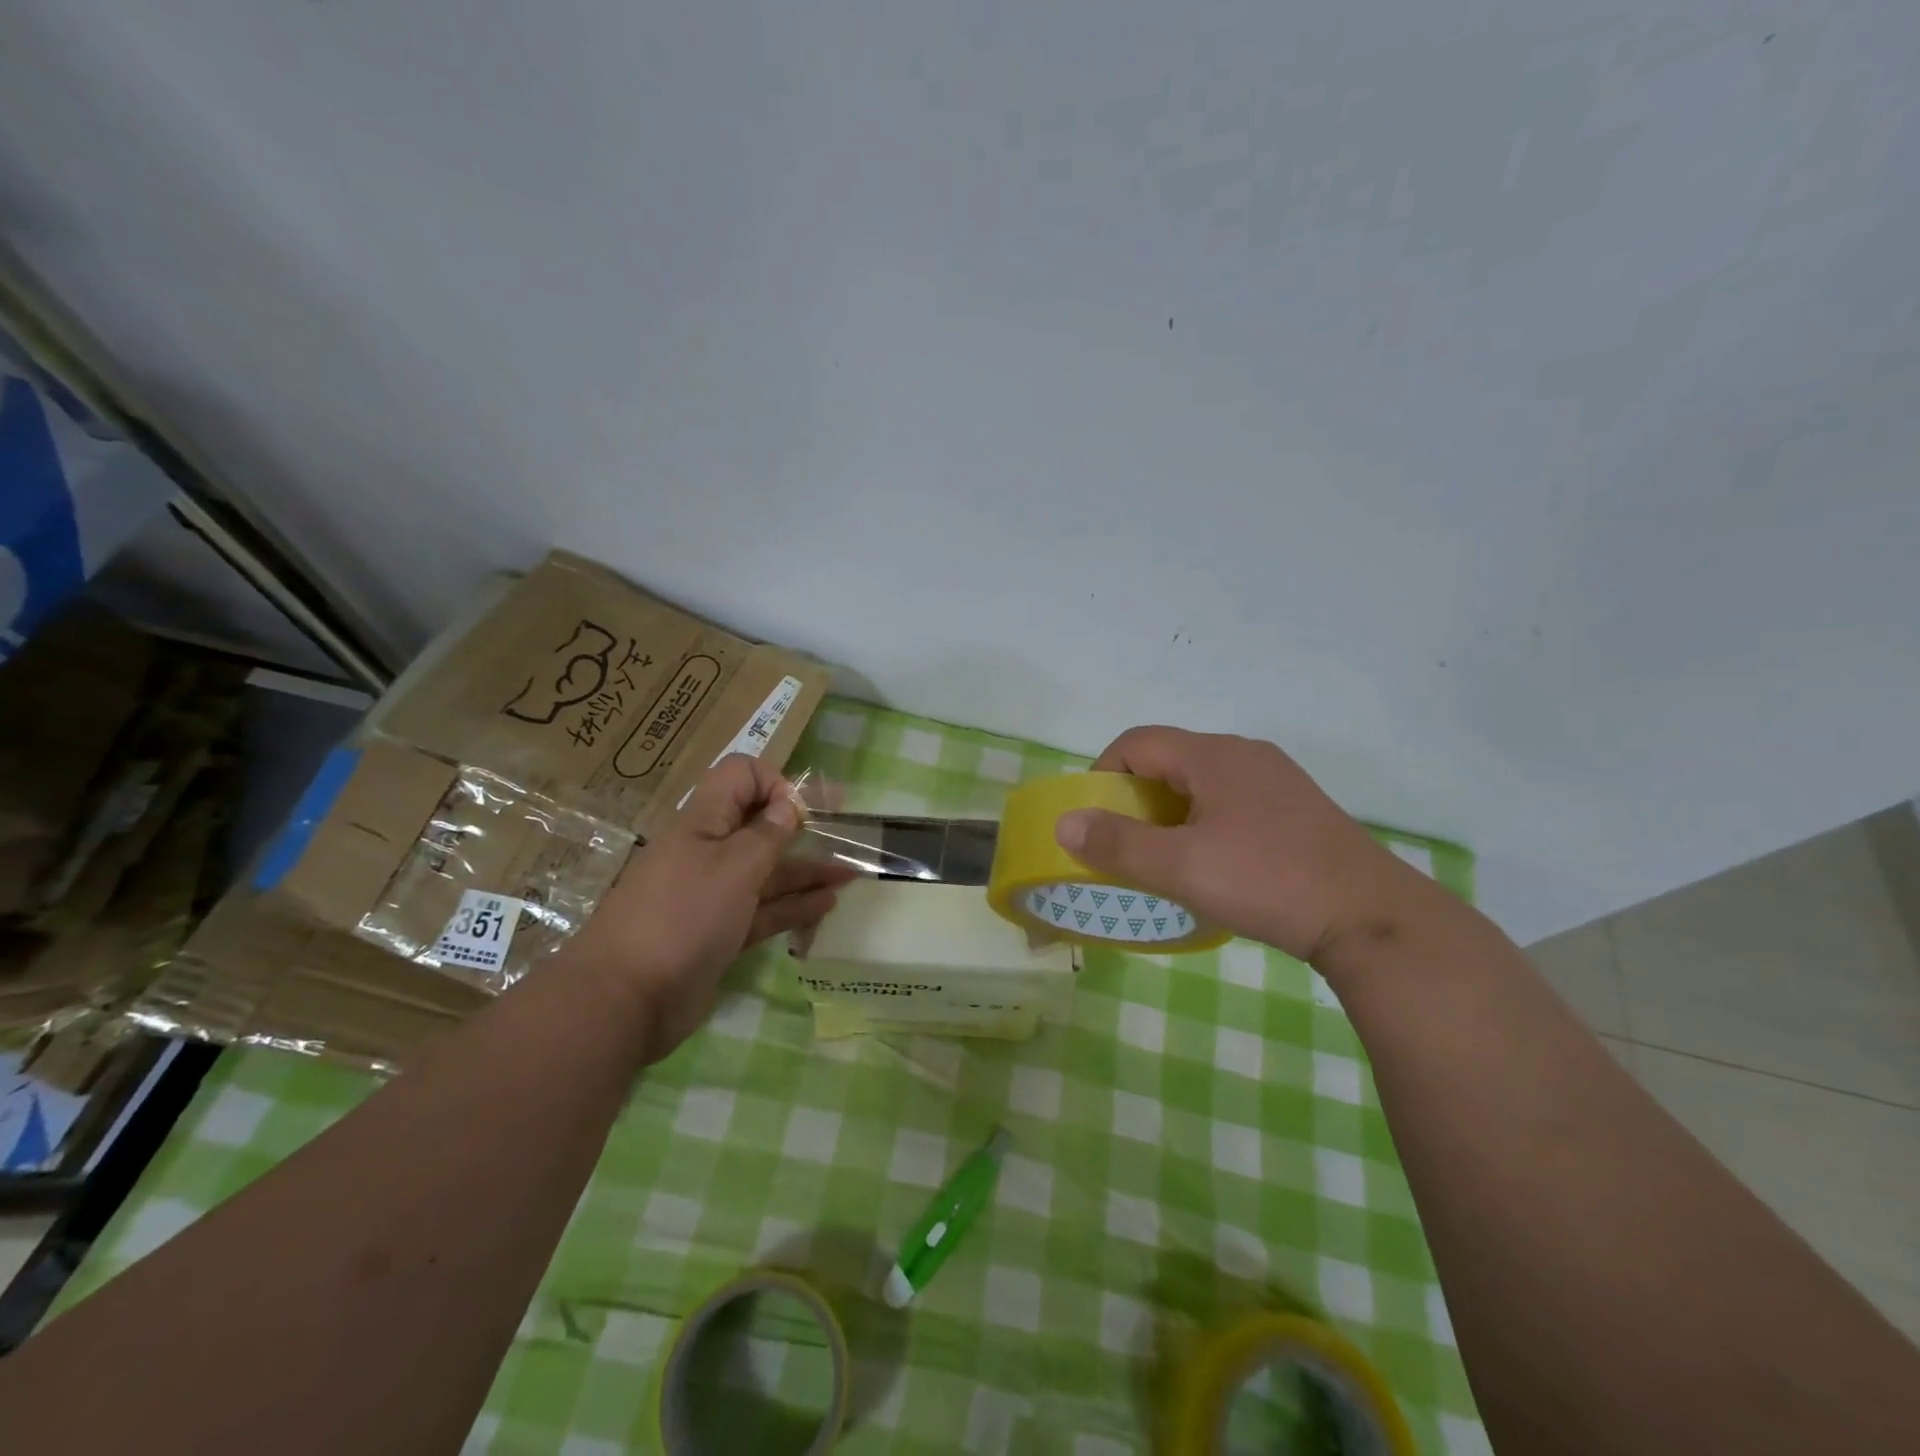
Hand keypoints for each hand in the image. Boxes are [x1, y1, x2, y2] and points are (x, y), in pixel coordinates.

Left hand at [561, 755, 855, 1060]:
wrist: (626, 1000)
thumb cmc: (683, 917)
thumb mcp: (733, 867)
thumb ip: (767, 834)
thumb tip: (788, 803)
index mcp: (702, 822)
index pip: (740, 777)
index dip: (775, 783)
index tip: (805, 810)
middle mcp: (707, 852)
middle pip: (758, 825)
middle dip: (801, 826)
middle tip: (846, 829)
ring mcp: (712, 896)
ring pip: (766, 872)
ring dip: (807, 870)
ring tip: (850, 873)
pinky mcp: (719, 934)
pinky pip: (763, 911)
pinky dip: (794, 905)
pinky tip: (827, 903)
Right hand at [1053, 726, 1433, 965]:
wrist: (1372, 918)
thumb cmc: (1267, 882)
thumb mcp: (1181, 867)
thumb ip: (1118, 844)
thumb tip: (1065, 822)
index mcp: (1213, 755)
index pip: (1136, 742)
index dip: (1103, 774)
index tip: (1095, 820)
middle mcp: (1244, 754)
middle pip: (1169, 759)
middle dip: (1135, 798)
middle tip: (1126, 845)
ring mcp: (1277, 779)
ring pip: (1202, 781)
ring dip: (1171, 812)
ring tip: (1167, 858)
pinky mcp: (1297, 808)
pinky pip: (1232, 799)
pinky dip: (1205, 821)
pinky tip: (1216, 864)